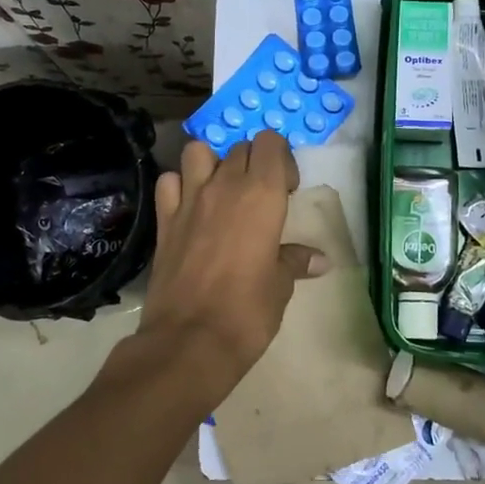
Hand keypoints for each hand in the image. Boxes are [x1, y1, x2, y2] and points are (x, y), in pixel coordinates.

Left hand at [129, 131, 323, 397]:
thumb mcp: (280, 285)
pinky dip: (179, 186)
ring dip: (212, 163)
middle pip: (240, 147)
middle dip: (253, 161)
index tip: (287, 189)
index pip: (270, 143)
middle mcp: (225, 185)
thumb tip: (321, 260)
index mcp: (262, 194)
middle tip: (261, 196)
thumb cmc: (248, 311)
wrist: (190, 340)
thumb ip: (295, 261)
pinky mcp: (164, 219)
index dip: (281, 159)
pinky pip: (169, 182)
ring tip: (221, 191)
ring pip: (198, 151)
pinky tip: (189, 207)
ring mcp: (189, 199)